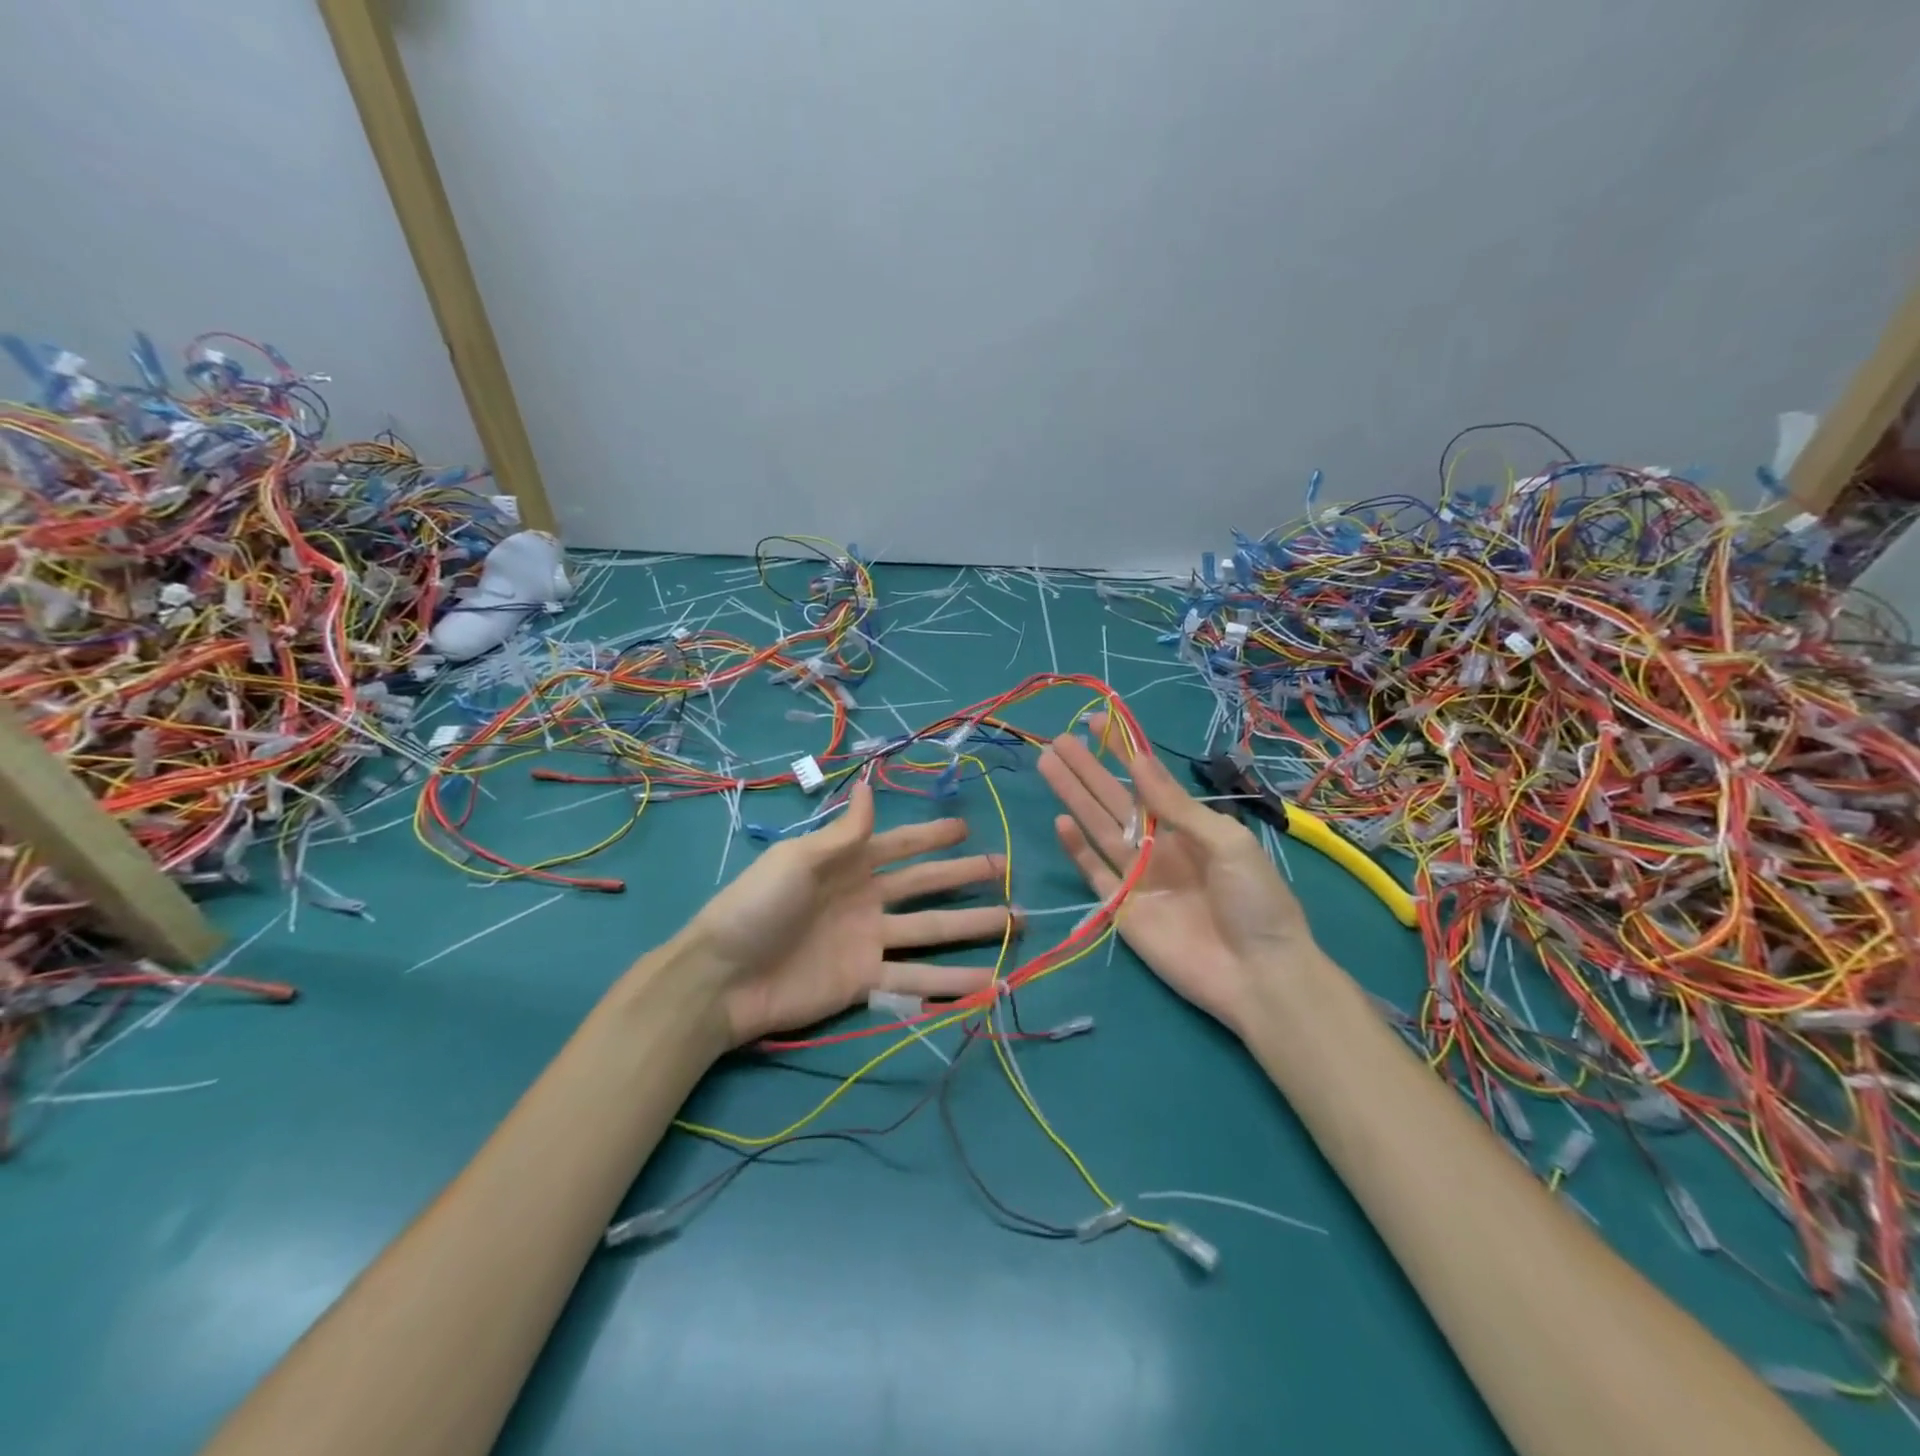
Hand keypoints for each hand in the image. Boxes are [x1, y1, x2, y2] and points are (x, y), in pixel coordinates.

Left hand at [686, 780, 1017, 1044]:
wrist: (722, 978)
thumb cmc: (758, 906)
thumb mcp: (799, 859)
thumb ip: (844, 832)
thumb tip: (869, 783)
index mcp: (847, 864)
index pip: (901, 845)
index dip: (932, 836)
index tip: (967, 828)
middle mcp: (866, 899)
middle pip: (926, 886)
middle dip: (964, 877)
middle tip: (1006, 870)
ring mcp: (869, 942)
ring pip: (932, 931)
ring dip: (973, 928)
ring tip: (1016, 925)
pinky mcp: (866, 982)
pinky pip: (916, 980)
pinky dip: (951, 983)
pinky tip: (988, 982)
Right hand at [1038, 718, 1315, 1032]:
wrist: (1259, 976)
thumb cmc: (1255, 901)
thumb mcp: (1227, 843)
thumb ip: (1177, 807)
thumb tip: (1141, 762)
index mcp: (1189, 827)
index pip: (1148, 781)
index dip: (1123, 752)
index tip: (1098, 723)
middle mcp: (1160, 846)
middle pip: (1115, 800)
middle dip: (1088, 769)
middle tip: (1058, 741)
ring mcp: (1138, 877)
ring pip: (1098, 828)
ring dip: (1074, 797)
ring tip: (1049, 765)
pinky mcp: (1121, 909)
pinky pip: (1094, 872)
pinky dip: (1077, 849)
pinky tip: (1060, 822)